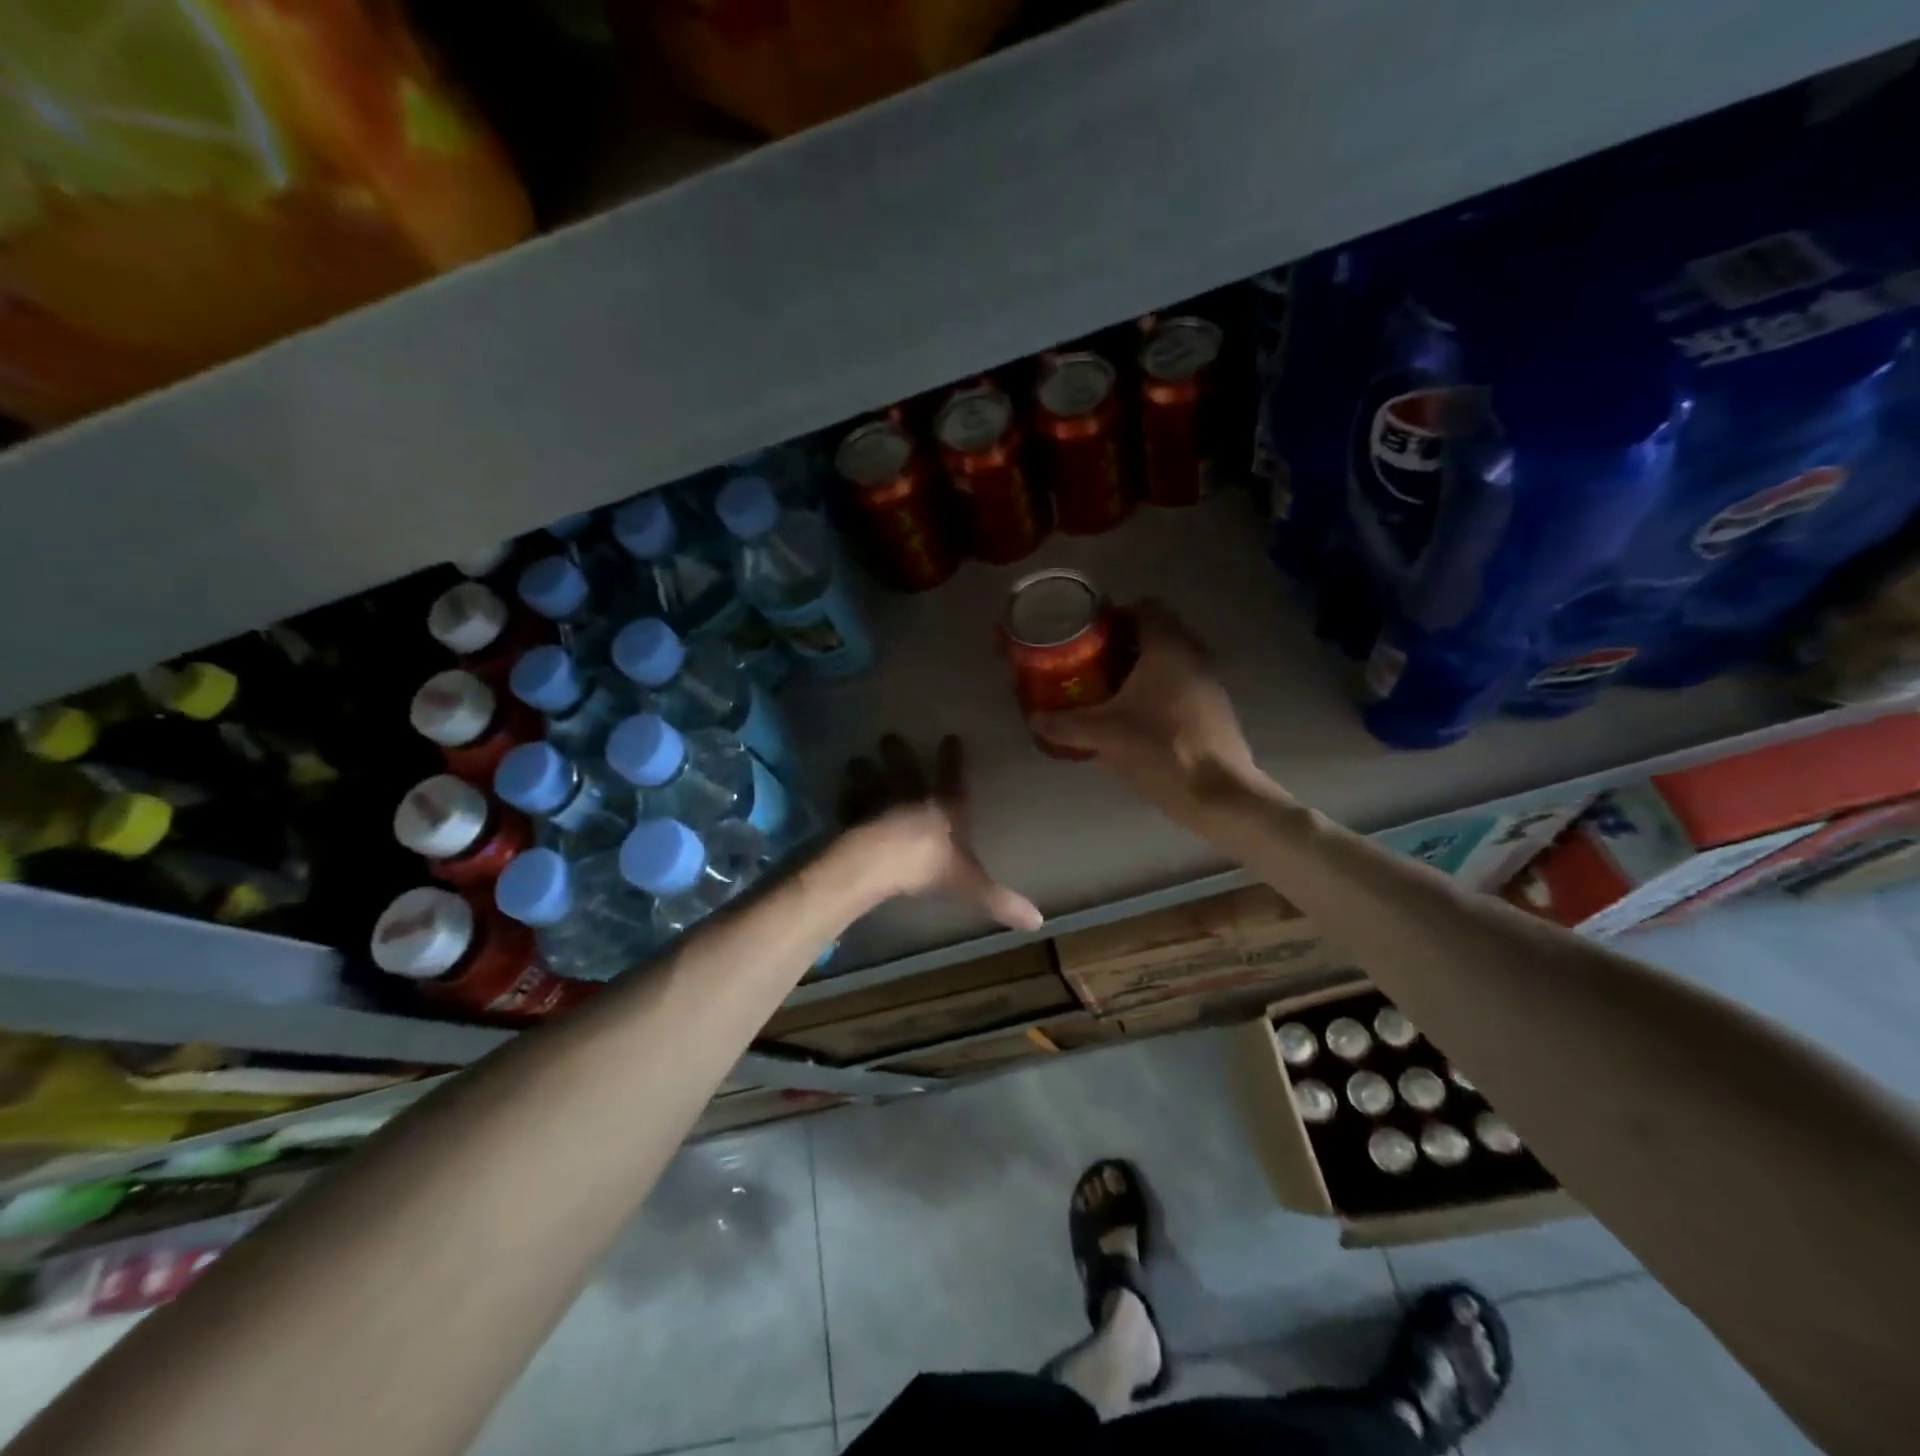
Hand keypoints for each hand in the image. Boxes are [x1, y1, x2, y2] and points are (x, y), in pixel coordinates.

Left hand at [837, 734, 1043, 931]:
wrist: (879, 862)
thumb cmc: (928, 866)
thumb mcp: (970, 884)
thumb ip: (999, 900)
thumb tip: (1039, 921)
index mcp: (944, 808)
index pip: (952, 777)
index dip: (952, 758)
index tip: (950, 737)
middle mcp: (911, 797)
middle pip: (905, 770)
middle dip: (898, 754)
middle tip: (888, 737)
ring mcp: (878, 803)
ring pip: (871, 781)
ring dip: (864, 772)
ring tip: (856, 762)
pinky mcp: (852, 817)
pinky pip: (847, 805)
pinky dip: (843, 800)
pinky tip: (838, 797)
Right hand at [1030, 600, 1265, 817]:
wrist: (1218, 793)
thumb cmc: (1161, 749)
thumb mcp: (1104, 735)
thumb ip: (1065, 724)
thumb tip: (1034, 719)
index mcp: (1168, 646)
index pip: (1143, 607)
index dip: (1113, 616)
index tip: (1087, 636)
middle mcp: (1193, 654)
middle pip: (1155, 633)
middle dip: (1121, 645)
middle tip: (1089, 663)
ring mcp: (1208, 681)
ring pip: (1168, 660)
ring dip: (1139, 668)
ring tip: (1107, 691)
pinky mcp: (1214, 707)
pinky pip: (1179, 683)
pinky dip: (1156, 690)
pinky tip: (1134, 717)